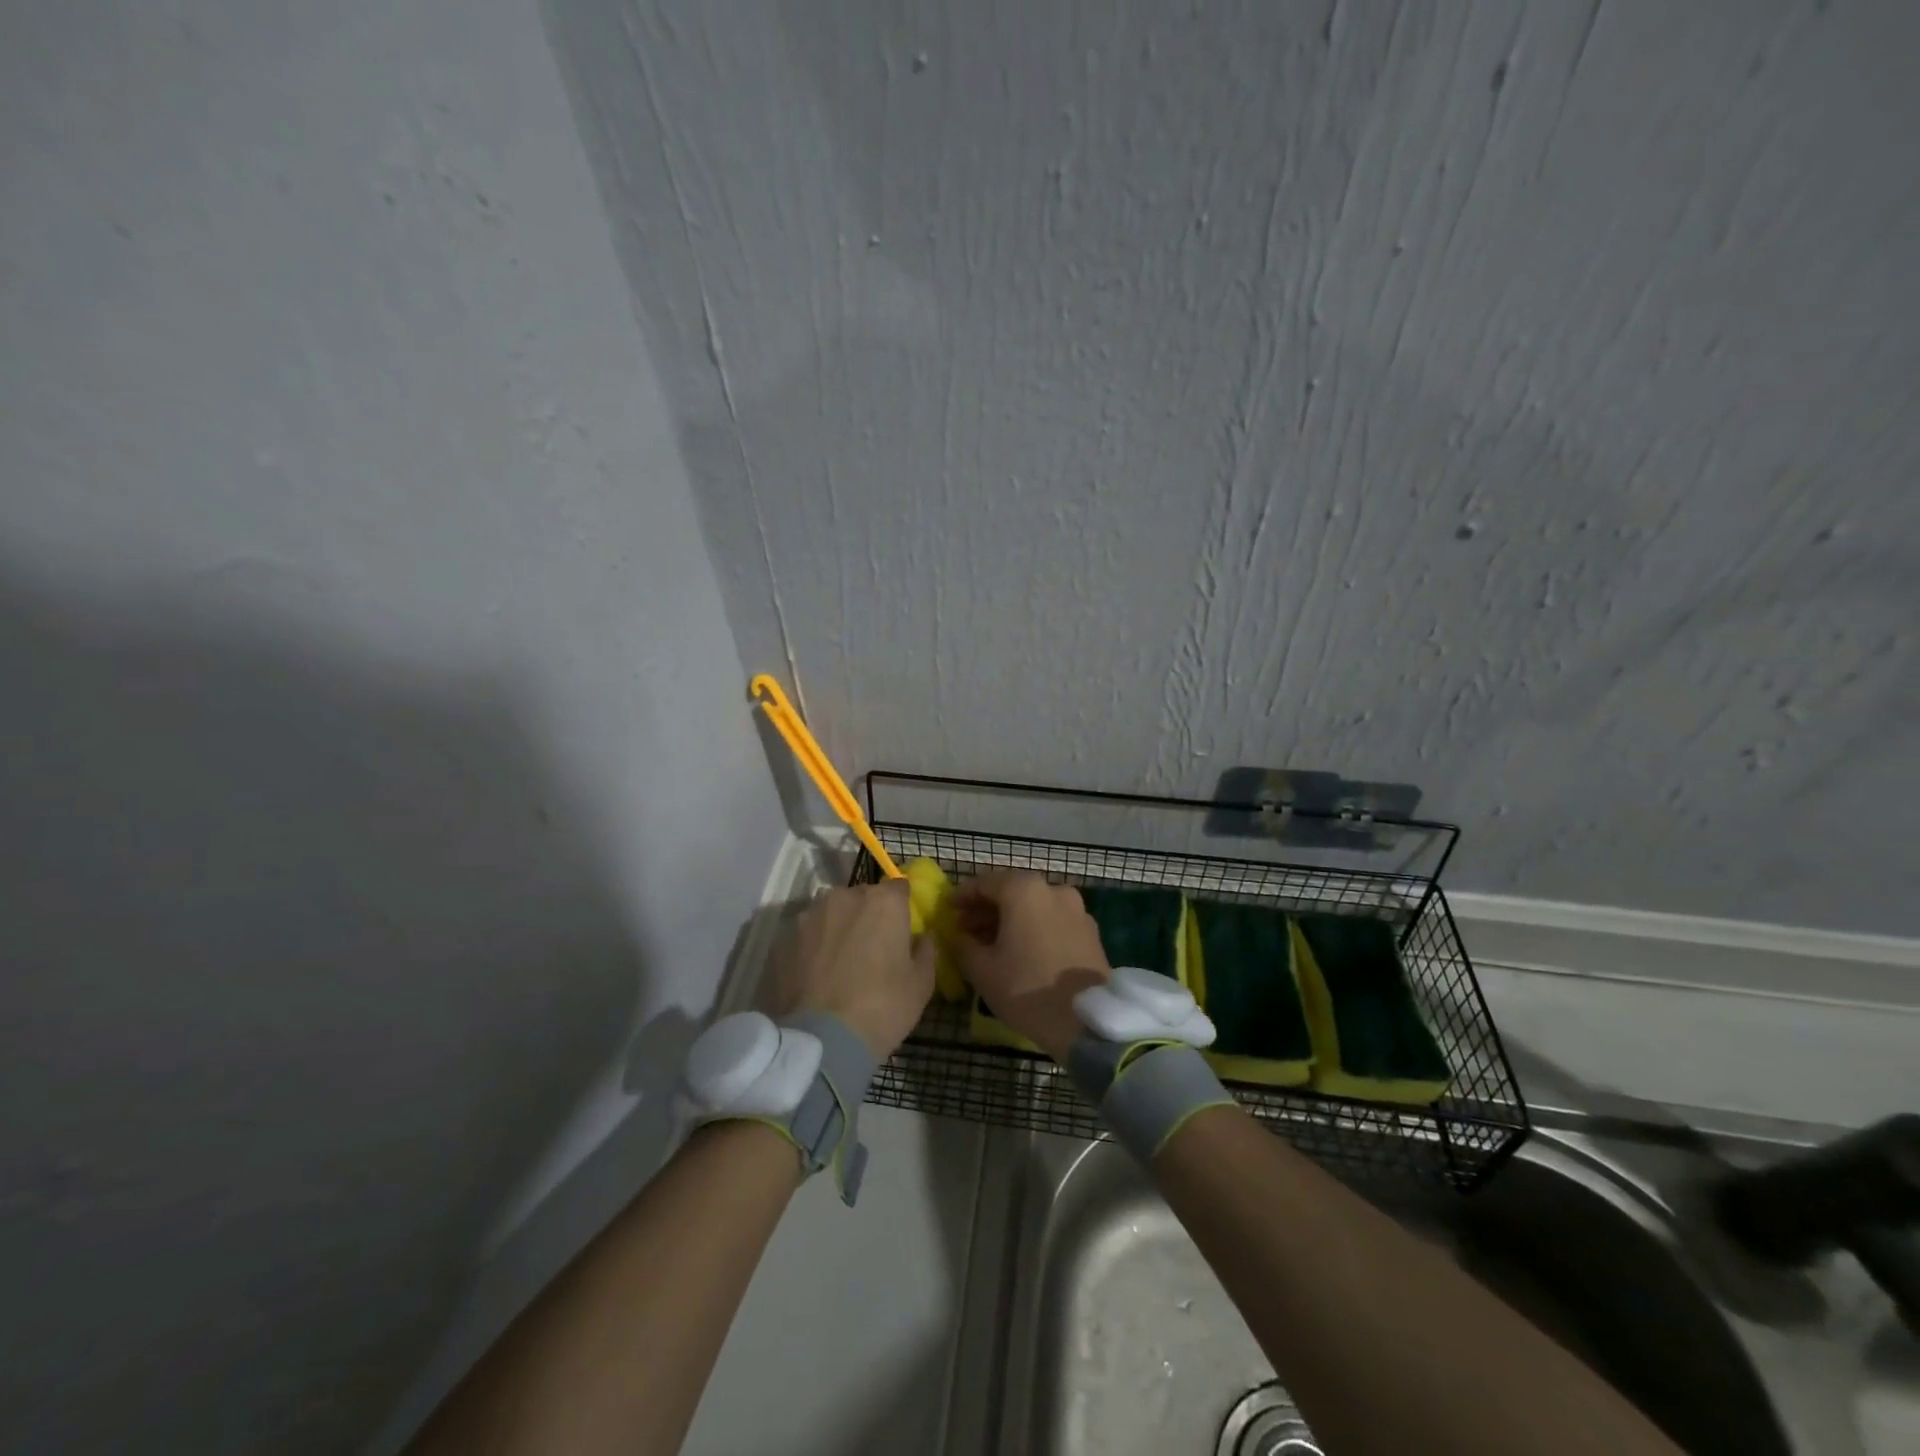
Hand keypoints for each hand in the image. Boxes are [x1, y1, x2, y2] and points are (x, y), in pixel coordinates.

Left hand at [763, 881, 934, 1058]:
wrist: (822, 1040)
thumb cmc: (883, 1008)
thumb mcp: (921, 984)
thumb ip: (925, 950)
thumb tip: (921, 937)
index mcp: (884, 901)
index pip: (898, 887)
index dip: (901, 907)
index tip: (901, 929)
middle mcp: (845, 896)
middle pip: (863, 897)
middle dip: (868, 916)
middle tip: (871, 950)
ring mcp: (810, 915)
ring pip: (832, 913)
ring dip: (839, 928)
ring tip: (839, 963)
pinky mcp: (784, 937)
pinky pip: (808, 934)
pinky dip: (814, 946)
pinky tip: (816, 974)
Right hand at [952, 871, 1110, 1062]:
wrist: (1086, 1022)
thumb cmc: (1027, 989)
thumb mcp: (982, 970)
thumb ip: (963, 945)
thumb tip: (957, 935)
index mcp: (1024, 890)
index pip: (985, 883)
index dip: (962, 896)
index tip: (948, 910)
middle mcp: (1053, 890)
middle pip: (1012, 891)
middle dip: (987, 908)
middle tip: (966, 929)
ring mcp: (1077, 909)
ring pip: (1034, 906)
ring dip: (1011, 918)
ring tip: (992, 943)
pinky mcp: (1090, 931)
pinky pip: (1053, 920)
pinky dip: (1034, 927)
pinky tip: (1022, 951)